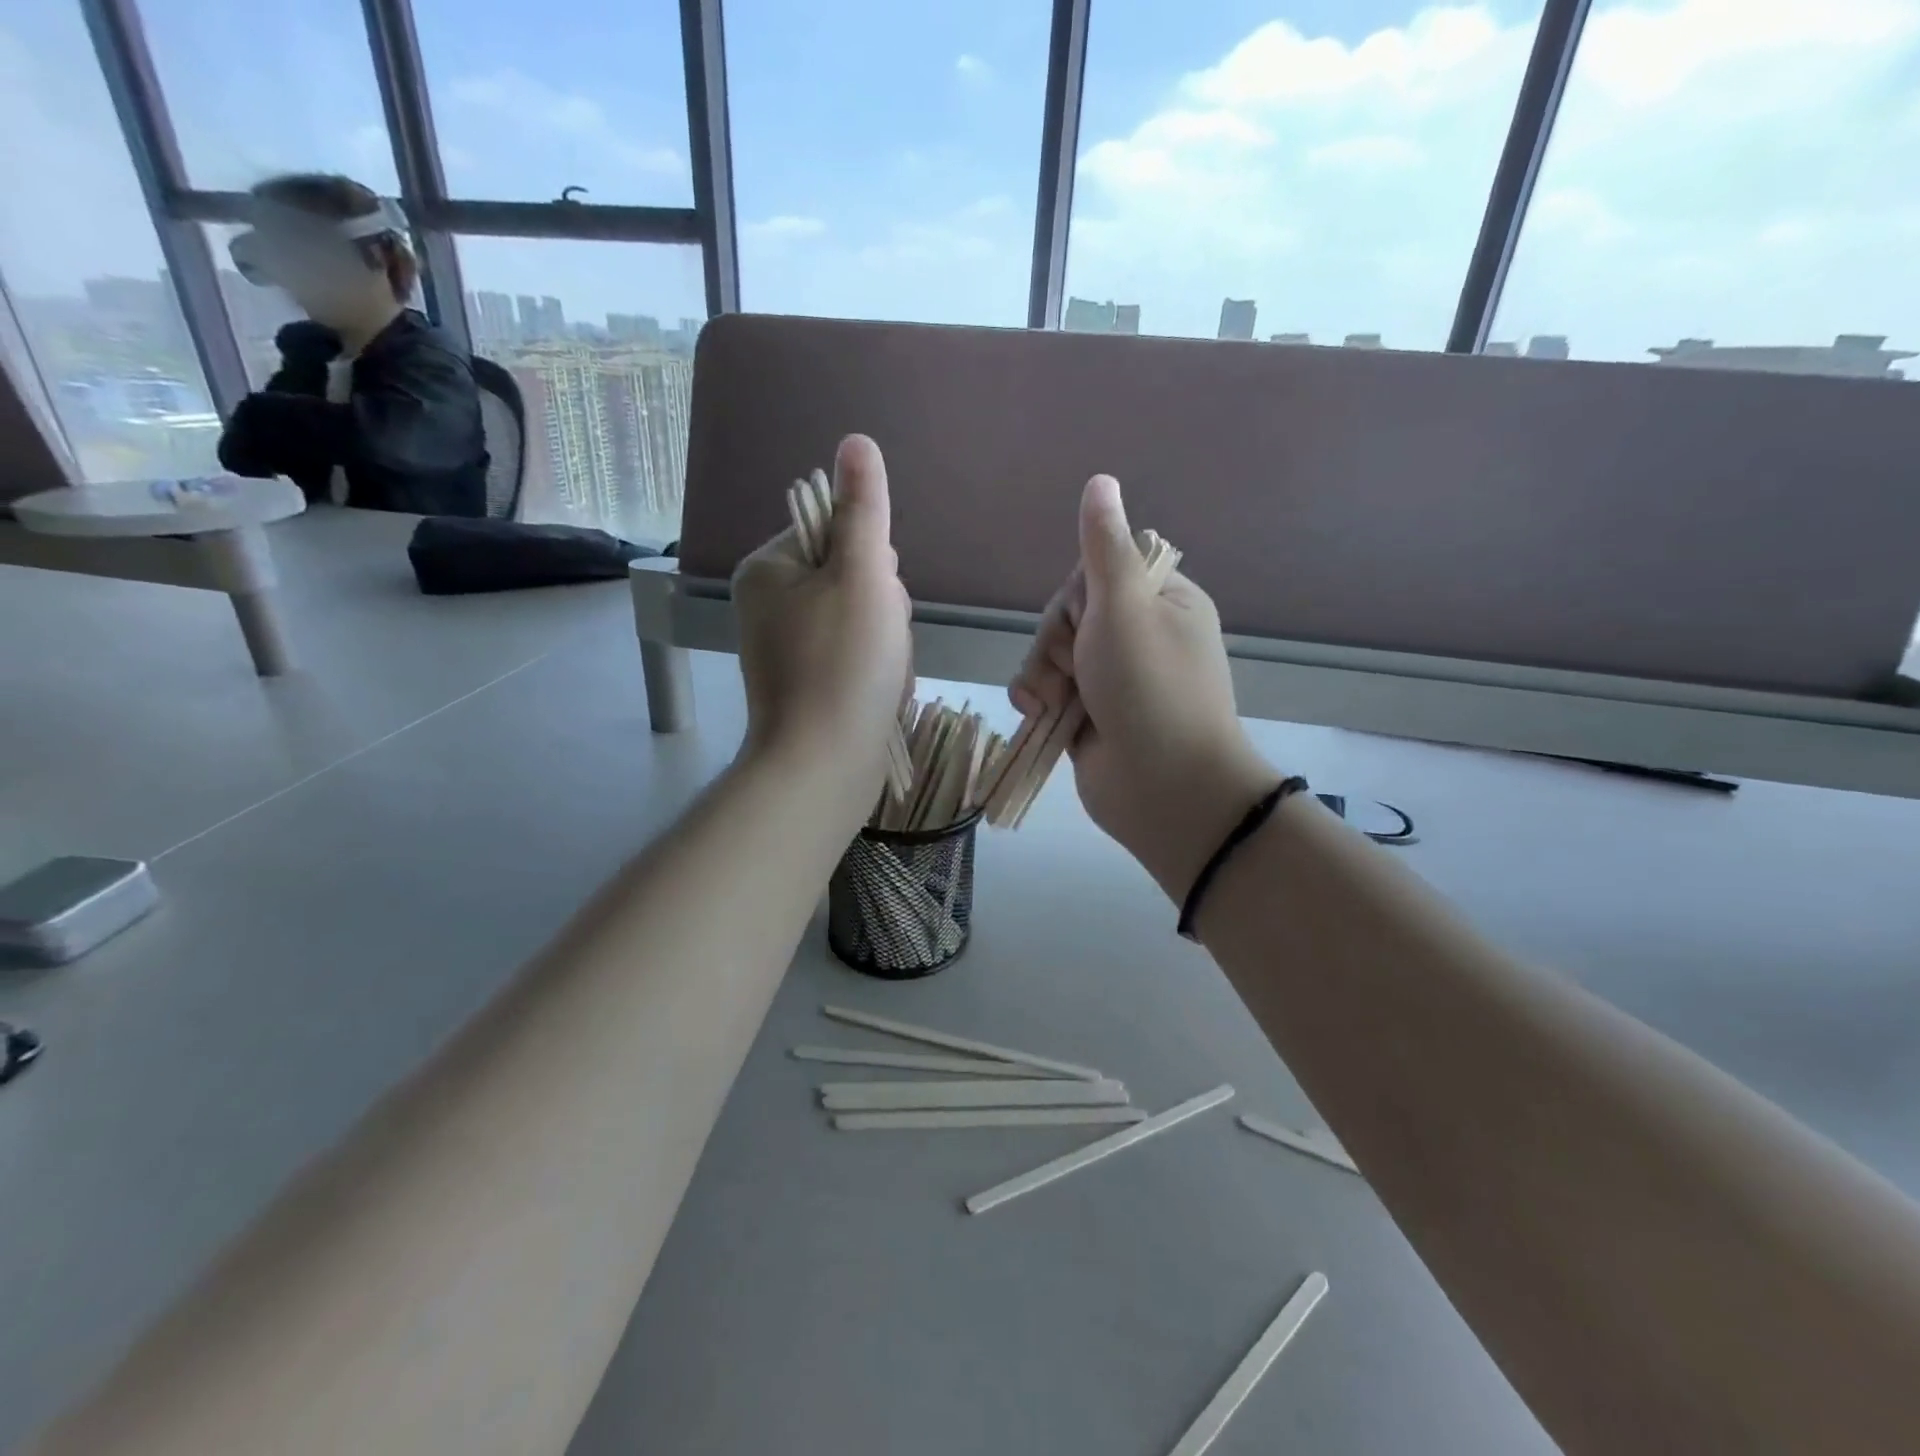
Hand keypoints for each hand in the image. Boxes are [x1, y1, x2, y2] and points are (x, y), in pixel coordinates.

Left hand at [733, 434, 911, 800]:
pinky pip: (856, 657)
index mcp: (769, 569)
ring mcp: (787, 648)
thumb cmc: (844, 665)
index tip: (877, 600)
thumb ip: (864, 509)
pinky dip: (876, 671)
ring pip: (863, 620)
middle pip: (852, 578)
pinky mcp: (808, 684)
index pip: (838, 534)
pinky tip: (879, 692)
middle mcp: (769, 604)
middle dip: (883, 609)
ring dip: (887, 642)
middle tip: (880, 643)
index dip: (873, 564)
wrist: (825, 765)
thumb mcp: (862, 575)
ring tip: (882, 675)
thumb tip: (856, 441)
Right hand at [1010, 475, 1278, 899]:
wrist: (1163, 788)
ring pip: (1051, 655)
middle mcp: (1138, 637)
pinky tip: (1039, 715)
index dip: (1078, 596)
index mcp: (1162, 603)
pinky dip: (1038, 701)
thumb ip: (1104, 547)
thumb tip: (1101, 480)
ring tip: (1052, 703)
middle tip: (1074, 668)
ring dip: (1042, 676)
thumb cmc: (1149, 689)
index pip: (1098, 572)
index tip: (1086, 619)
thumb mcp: (1124, 607)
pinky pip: (1047, 691)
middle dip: (1057, 643)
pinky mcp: (1088, 716)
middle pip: (1068, 616)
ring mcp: (1112, 680)